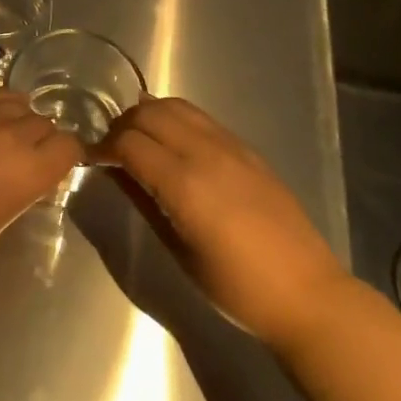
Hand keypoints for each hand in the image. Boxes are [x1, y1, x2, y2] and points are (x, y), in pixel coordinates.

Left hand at [0, 93, 83, 283]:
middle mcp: (8, 133)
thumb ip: (24, 187)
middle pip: (43, 121)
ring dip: (17, 117)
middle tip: (26, 156)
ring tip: (3, 135)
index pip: (69, 145)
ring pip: (15, 101)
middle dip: (42, 137)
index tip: (57, 166)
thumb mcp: (0, 220)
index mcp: (28, 169)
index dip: (66, 155)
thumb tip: (31, 171)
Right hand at [102, 97, 347, 346]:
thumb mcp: (179, 251)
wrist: (307, 294)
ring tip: (141, 142)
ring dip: (149, 116)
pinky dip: (176, 120)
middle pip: (149, 112)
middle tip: (113, 150)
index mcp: (185, 183)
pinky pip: (201, 118)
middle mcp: (206, 153)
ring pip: (176, 106)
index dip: (103, 147)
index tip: (92, 160)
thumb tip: (115, 171)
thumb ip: (145, 201)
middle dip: (123, 125)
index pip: (129, 142)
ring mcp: (230, 146)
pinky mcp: (247, 149)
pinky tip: (173, 145)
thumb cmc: (237, 288)